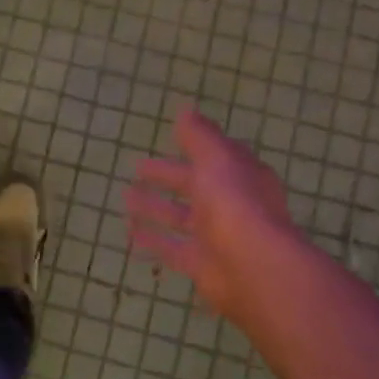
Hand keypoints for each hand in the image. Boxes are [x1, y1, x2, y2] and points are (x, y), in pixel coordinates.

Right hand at [124, 106, 303, 328]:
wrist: (252, 267)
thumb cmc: (235, 204)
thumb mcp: (216, 159)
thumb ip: (199, 136)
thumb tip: (186, 111)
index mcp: (240, 176)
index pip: (216, 157)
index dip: (194, 147)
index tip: (170, 139)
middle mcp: (230, 205)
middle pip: (195, 186)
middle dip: (168, 176)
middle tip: (137, 168)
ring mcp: (216, 236)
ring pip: (180, 218)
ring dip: (155, 208)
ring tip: (126, 198)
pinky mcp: (201, 264)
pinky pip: (172, 249)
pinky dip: (153, 241)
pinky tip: (130, 235)